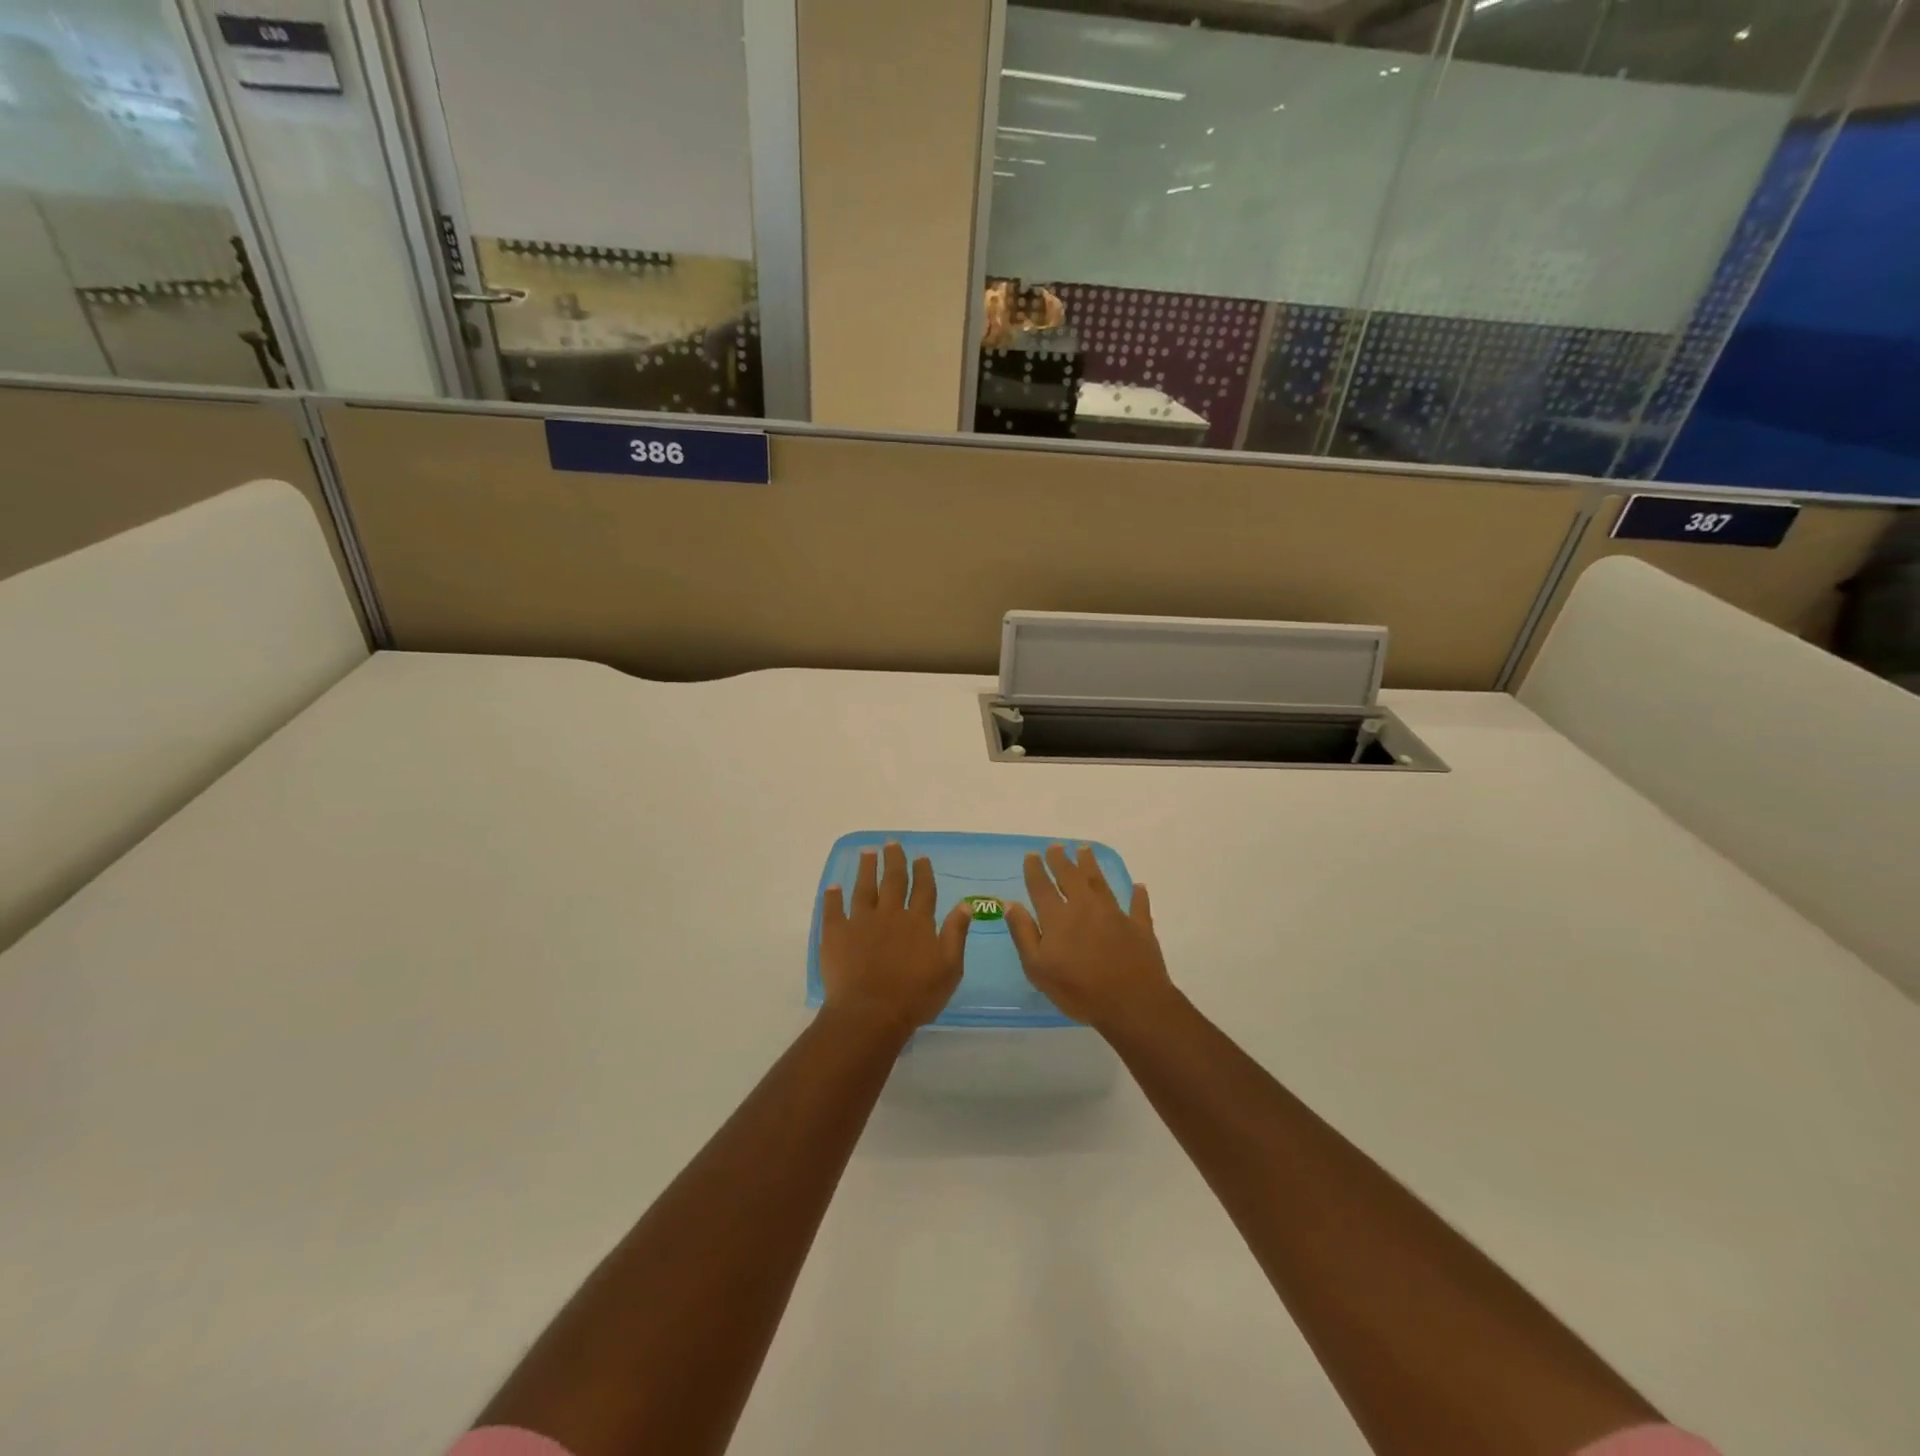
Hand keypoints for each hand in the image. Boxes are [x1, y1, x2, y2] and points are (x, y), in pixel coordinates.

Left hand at [819, 842, 972, 1036]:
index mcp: (918, 922)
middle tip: (891, 842)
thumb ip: (956, 934)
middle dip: (894, 860)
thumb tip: (965, 904)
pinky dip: (833, 897)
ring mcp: (860, 922)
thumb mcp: (949, 968)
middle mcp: (890, 914)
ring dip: (866, 868)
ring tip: (867, 852)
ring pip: (864, 888)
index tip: (920, 856)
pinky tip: (834, 886)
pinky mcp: (836, 934)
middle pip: (893, 880)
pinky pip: (833, 910)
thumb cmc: (915, 995)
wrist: (870, 1013)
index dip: (923, 872)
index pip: (923, 890)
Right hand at [1006, 844, 1174, 1033]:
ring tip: (1085, 849)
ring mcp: (1114, 914)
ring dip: (1091, 865)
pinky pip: (1137, 906)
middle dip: (1061, 860)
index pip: (1042, 887)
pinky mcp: (1139, 927)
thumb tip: (1011, 904)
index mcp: (1058, 917)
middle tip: (1056, 846)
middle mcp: (1085, 907)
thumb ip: (1024, 933)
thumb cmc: (1078, 990)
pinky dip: (1137, 895)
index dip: (1035, 869)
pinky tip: (1138, 887)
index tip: (1032, 854)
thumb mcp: (1038, 968)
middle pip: (1071, 877)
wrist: (1131, 1002)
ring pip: (1100, 882)